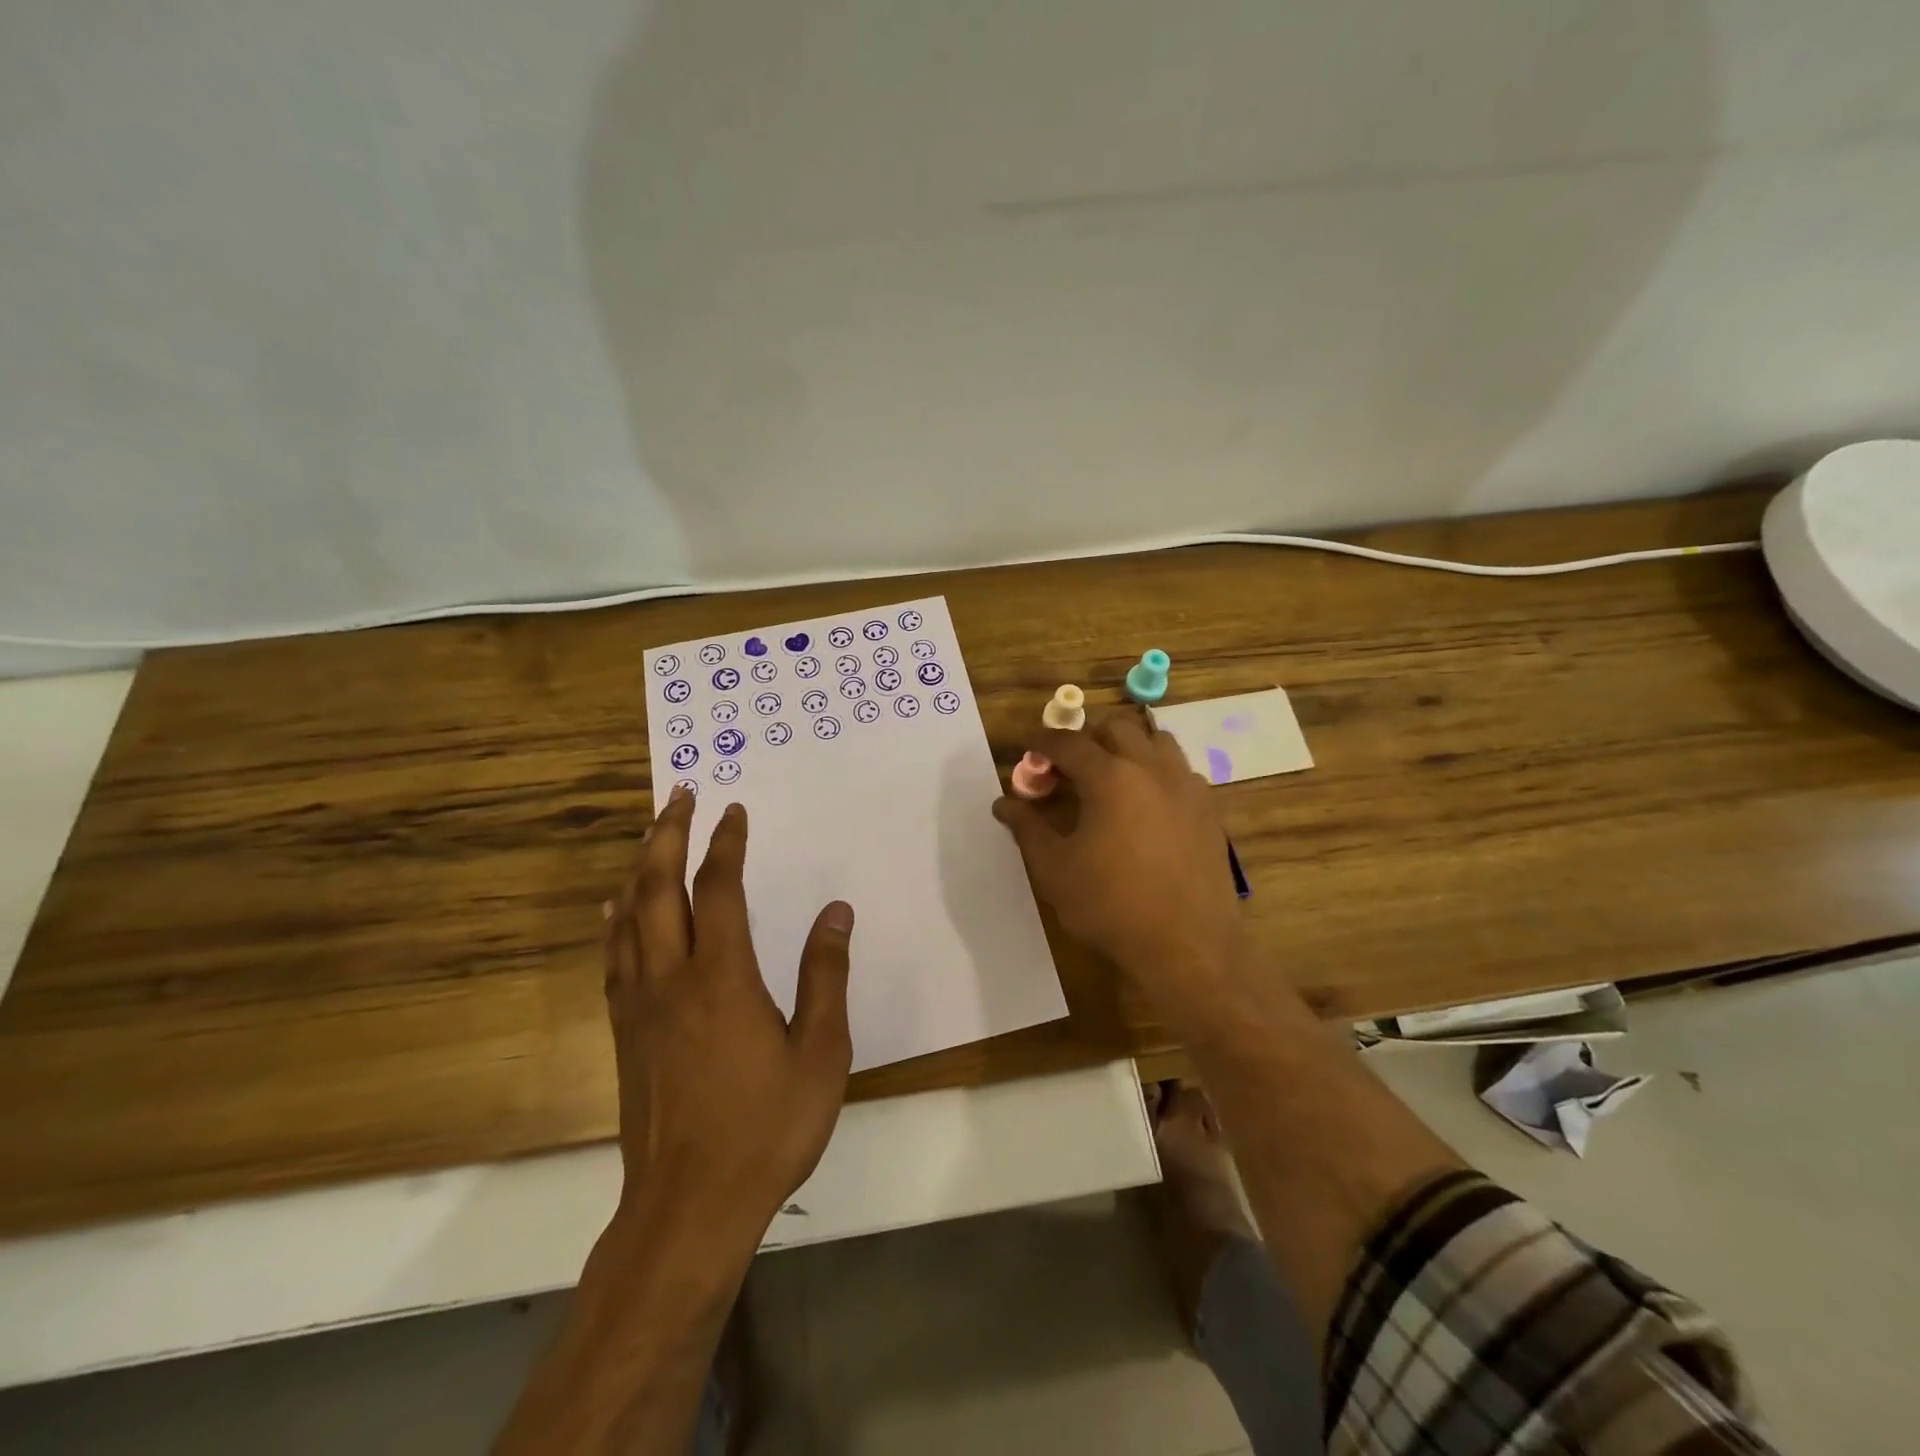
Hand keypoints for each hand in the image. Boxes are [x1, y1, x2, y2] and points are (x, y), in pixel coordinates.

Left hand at [603, 786, 854, 1244]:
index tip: (733, 811)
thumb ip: (826, 976)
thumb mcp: (820, 1053)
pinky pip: (614, 957)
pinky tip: (616, 910)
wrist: (689, 1207)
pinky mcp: (625, 1033)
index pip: (719, 889)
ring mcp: (640, 1005)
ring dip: (640, 868)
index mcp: (723, 977)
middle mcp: (672, 978)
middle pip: (658, 888)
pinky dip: (616, 920)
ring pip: (628, 918)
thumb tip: (836, 911)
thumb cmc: (766, 1127)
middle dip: (668, 835)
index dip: (726, 844)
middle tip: (679, 796)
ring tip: (650, 834)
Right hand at [993, 709, 1246, 1015]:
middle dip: (1087, 737)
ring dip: (1128, 746)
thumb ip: (1027, 828)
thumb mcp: (1054, 870)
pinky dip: (1157, 771)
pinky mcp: (1209, 809)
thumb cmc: (1111, 906)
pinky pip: (1181, 770)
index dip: (1042, 741)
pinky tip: (1147, 804)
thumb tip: (1003, 803)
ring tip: (1110, 776)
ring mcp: (1187, 786)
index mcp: (1110, 777)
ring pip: (1156, 741)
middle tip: (1068, 766)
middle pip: (1117, 728)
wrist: (1187, 946)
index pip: (1068, 742)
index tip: (1028, 749)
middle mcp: (1152, 769)